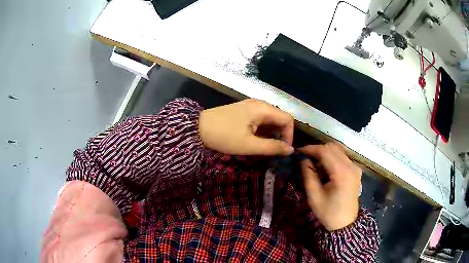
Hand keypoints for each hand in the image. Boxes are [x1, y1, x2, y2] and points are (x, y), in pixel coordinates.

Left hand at [199, 99, 293, 155]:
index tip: (283, 150)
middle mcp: (259, 104)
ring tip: (265, 147)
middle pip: (279, 118)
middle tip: (274, 151)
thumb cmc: (224, 136)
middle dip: (281, 135)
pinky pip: (260, 118)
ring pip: (270, 119)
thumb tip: (290, 150)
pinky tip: (256, 140)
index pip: (288, 119)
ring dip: (271, 133)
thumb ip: (272, 147)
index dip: (290, 135)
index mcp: (262, 109)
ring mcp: (250, 106)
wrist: (197, 128)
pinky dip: (263, 130)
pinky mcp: (243, 110)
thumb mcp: (249, 145)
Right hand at [299, 143, 361, 230]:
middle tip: (305, 158)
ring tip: (313, 162)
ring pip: (338, 150)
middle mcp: (351, 166)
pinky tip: (324, 168)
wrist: (345, 223)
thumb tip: (303, 159)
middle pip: (333, 147)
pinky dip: (331, 157)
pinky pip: (342, 157)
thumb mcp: (314, 196)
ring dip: (324, 153)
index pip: (325, 151)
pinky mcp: (355, 170)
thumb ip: (308, 174)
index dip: (311, 149)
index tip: (298, 152)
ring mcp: (355, 167)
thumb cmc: (328, 212)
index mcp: (342, 173)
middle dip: (317, 149)